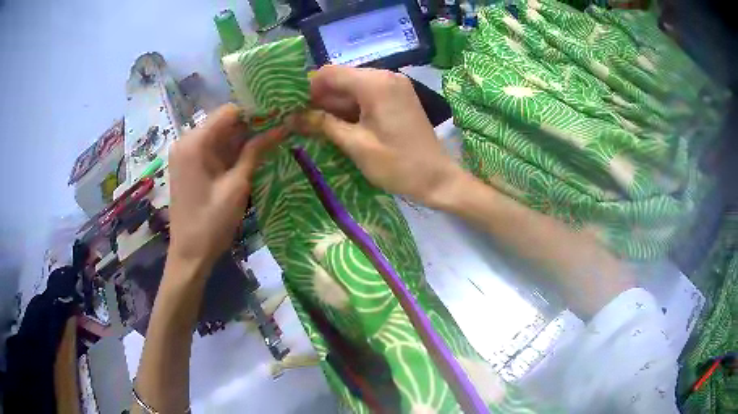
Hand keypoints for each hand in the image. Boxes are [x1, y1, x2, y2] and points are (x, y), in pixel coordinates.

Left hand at [167, 103, 284, 267]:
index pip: (228, 111)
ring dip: (242, 140)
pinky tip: (251, 156)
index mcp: (194, 142)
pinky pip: (213, 150)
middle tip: (280, 129)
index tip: (279, 116)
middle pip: (223, 123)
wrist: (189, 255)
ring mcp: (185, 154)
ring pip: (219, 136)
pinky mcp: (188, 166)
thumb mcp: (236, 186)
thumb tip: (282, 126)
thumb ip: (255, 151)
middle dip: (250, 126)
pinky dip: (231, 152)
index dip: (254, 112)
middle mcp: (186, 141)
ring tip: (271, 141)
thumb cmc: (211, 223)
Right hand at [292, 65, 465, 207]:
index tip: (291, 107)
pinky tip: (335, 125)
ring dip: (333, 105)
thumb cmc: (398, 165)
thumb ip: (322, 124)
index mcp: (375, 83)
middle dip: (319, 98)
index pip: (330, 73)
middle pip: (341, 79)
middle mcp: (385, 76)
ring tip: (312, 125)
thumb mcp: (356, 145)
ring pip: (352, 88)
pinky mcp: (397, 98)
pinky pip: (366, 96)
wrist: (437, 179)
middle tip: (298, 119)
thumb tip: (291, 117)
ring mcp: (394, 86)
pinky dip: (350, 108)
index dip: (307, 88)